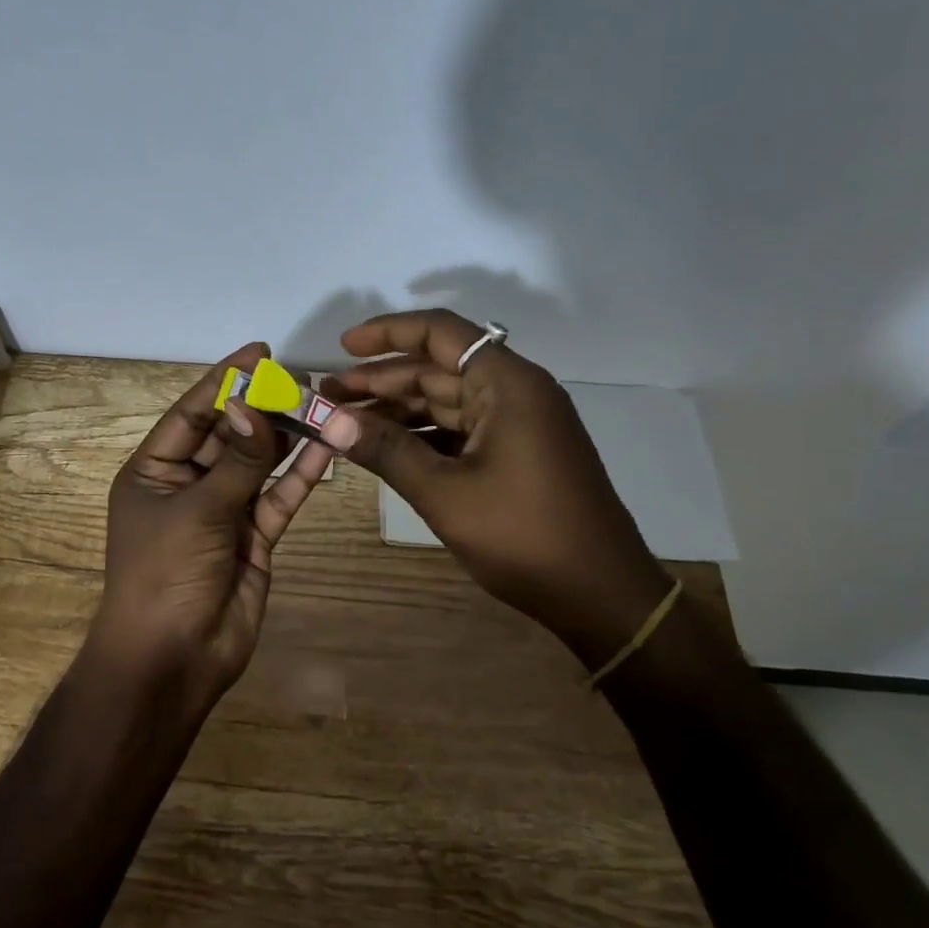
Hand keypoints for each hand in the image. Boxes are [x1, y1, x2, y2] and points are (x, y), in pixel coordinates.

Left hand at [90, 343, 333, 696]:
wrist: (173, 659)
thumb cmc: (165, 573)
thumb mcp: (198, 509)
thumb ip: (237, 459)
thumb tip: (255, 403)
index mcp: (153, 470)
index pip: (192, 413)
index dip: (225, 381)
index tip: (261, 352)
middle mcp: (187, 484)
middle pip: (230, 435)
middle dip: (263, 408)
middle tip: (303, 380)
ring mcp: (223, 511)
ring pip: (259, 464)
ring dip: (287, 438)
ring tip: (322, 404)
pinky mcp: (254, 537)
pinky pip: (279, 497)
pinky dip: (301, 475)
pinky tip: (327, 448)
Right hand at [323, 310, 671, 659]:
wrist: (600, 594)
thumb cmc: (523, 535)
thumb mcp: (445, 492)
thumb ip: (387, 450)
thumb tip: (332, 422)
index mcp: (508, 384)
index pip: (441, 333)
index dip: (388, 334)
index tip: (343, 348)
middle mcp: (516, 392)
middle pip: (439, 368)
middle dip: (381, 380)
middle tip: (329, 397)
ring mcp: (519, 424)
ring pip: (447, 401)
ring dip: (398, 409)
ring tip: (347, 422)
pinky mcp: (518, 453)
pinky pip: (461, 429)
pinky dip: (422, 434)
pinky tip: (385, 447)